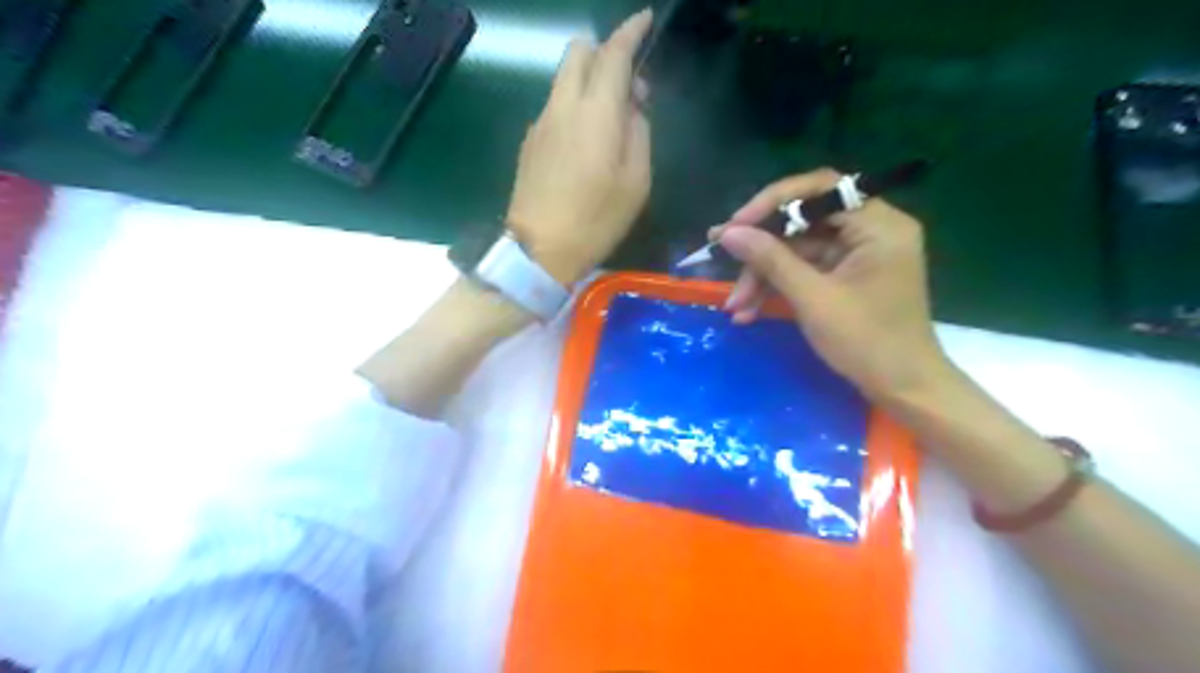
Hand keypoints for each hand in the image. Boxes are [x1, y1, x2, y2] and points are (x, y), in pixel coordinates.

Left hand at [504, 8, 655, 283]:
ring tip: (611, 123)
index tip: (644, 21)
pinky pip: (555, 107)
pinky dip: (574, 107)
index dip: (630, 32)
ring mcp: (540, 123)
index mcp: (594, 112)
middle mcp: (562, 106)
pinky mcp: (529, 143)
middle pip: (577, 52)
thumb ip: (639, 133)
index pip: (612, 53)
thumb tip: (632, 107)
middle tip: (629, 87)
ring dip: (589, 82)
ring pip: (563, 79)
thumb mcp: (636, 181)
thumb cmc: (596, 219)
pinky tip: (585, 144)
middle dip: (604, 52)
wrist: (539, 251)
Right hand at [711, 168, 958, 403]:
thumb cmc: (866, 342)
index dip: (771, 203)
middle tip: (722, 262)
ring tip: (735, 307)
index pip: (819, 189)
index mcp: (878, 224)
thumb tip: (728, 233)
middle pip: (803, 222)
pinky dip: (778, 287)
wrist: (902, 389)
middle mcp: (870, 229)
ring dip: (763, 276)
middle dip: (761, 250)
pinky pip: (804, 269)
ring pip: (797, 249)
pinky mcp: (846, 275)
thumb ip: (770, 259)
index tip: (735, 226)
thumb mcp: (812, 299)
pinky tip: (750, 310)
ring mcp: (857, 253)